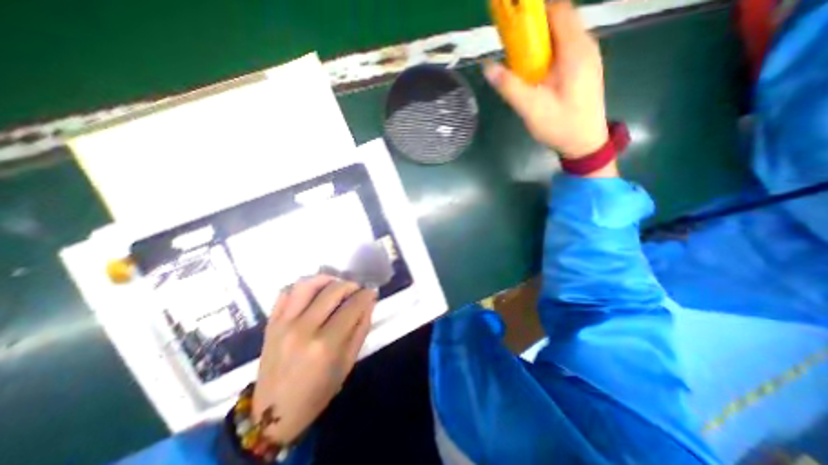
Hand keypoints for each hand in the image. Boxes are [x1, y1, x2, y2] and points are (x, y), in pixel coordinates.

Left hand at [251, 277, 376, 446]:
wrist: (274, 413)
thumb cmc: (318, 392)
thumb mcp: (347, 363)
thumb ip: (361, 329)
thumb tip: (369, 302)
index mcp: (325, 344)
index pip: (352, 306)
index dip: (366, 295)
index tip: (371, 292)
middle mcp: (303, 329)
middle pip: (332, 291)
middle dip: (350, 285)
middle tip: (356, 289)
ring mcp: (283, 324)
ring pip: (307, 284)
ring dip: (326, 279)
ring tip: (336, 284)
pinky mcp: (270, 323)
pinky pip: (285, 293)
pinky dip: (302, 287)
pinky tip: (313, 292)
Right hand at [486, 0, 605, 157]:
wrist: (585, 144)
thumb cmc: (561, 126)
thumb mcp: (532, 109)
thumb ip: (510, 87)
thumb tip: (488, 67)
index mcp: (576, 51)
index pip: (559, 10)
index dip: (535, 12)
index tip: (513, 22)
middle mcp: (585, 47)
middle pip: (559, 21)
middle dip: (533, 28)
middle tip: (510, 45)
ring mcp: (586, 58)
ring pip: (560, 36)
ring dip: (538, 42)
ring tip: (518, 59)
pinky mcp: (582, 69)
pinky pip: (563, 50)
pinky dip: (546, 53)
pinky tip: (534, 72)